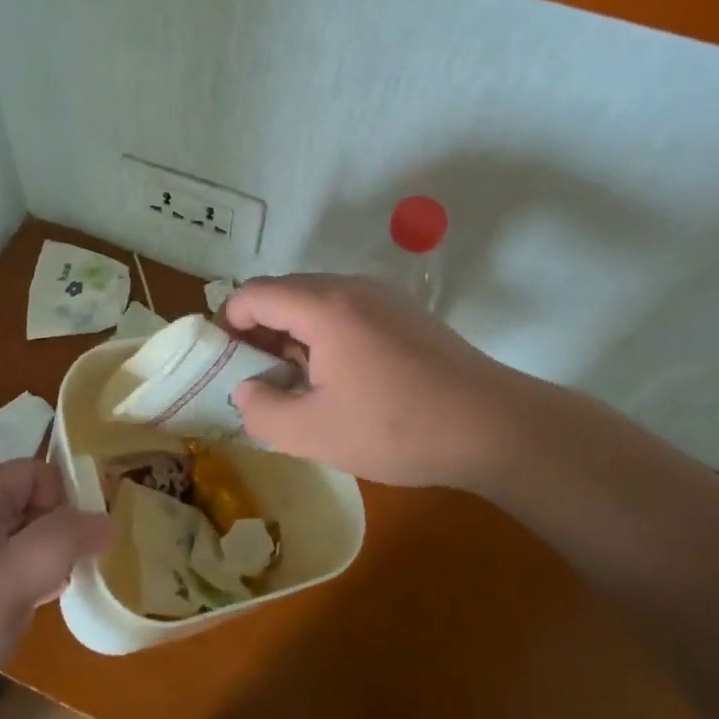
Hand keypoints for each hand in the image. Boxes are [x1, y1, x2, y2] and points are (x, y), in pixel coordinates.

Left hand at [0, 458, 110, 718]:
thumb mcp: (12, 576)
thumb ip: (64, 540)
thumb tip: (110, 519)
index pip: (33, 471)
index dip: (64, 493)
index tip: (87, 533)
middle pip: (29, 505)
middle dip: (63, 527)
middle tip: (89, 562)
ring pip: (21, 543)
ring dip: (51, 559)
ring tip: (75, 586)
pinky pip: (8, 578)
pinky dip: (32, 586)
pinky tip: (44, 610)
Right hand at [225, 273, 559, 492]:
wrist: (494, 426)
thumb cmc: (397, 428)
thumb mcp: (314, 432)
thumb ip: (262, 411)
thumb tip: (246, 390)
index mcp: (323, 305)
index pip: (253, 294)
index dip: (228, 324)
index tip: (224, 364)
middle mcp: (350, 286)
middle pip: (284, 292)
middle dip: (259, 330)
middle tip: (257, 377)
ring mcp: (382, 295)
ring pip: (316, 300)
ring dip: (293, 333)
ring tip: (296, 381)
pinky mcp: (405, 312)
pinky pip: (346, 310)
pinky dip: (325, 333)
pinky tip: (339, 378)